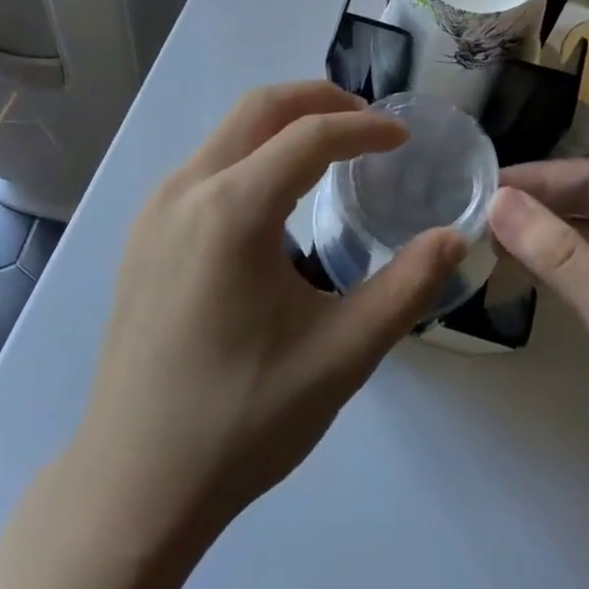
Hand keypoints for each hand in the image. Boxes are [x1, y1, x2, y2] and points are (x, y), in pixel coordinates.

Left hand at [75, 82, 466, 534]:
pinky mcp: (143, 234)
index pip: (311, 134)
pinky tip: (278, 201)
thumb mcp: (342, 354)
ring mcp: (156, 209)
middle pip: (260, 107)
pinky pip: (207, 163)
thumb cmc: (242, 420)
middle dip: (321, 100)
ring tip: (333, 156)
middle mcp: (187, 190)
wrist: (133, 487)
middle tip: (369, 126)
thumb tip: (455, 237)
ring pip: (229, 131)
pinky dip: (253, 154)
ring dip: (284, 125)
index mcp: (233, 210)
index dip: (365, 127)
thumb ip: (407, 287)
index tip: (403, 139)